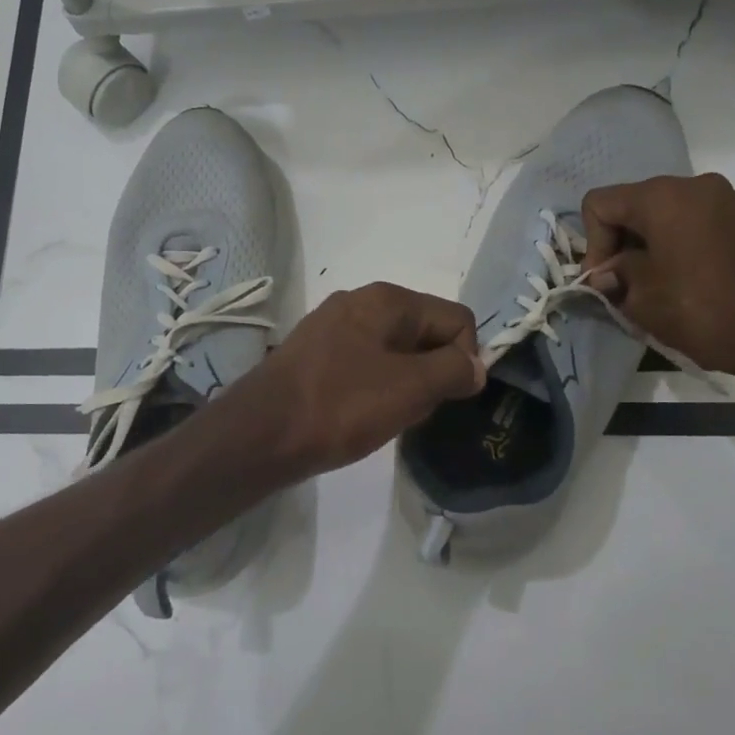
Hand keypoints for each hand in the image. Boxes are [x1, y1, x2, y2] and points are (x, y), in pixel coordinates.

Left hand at [232, 283, 484, 480]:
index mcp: (387, 299)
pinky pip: (365, 365)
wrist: (259, 434)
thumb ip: (453, 371)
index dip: (464, 359)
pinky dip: (375, 388)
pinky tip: (360, 415)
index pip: (456, 318)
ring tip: (385, 416)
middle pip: (425, 332)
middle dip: (433, 372)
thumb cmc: (340, 406)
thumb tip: (476, 366)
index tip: (446, 397)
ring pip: (396, 352)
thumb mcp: (410, 389)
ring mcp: (332, 326)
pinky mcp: (315, 354)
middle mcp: (360, 301)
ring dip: (405, 384)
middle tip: (414, 409)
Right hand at [581, 173, 734, 376]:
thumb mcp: (641, 297)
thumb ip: (614, 275)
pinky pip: (694, 222)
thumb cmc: (701, 311)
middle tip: (621, 284)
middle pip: (633, 205)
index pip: (600, 204)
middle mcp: (693, 185)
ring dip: (648, 244)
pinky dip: (677, 244)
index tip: (605, 280)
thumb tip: (606, 274)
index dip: (592, 243)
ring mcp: (725, 200)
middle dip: (620, 243)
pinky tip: (682, 279)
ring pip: (664, 214)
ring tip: (652, 284)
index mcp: (662, 197)